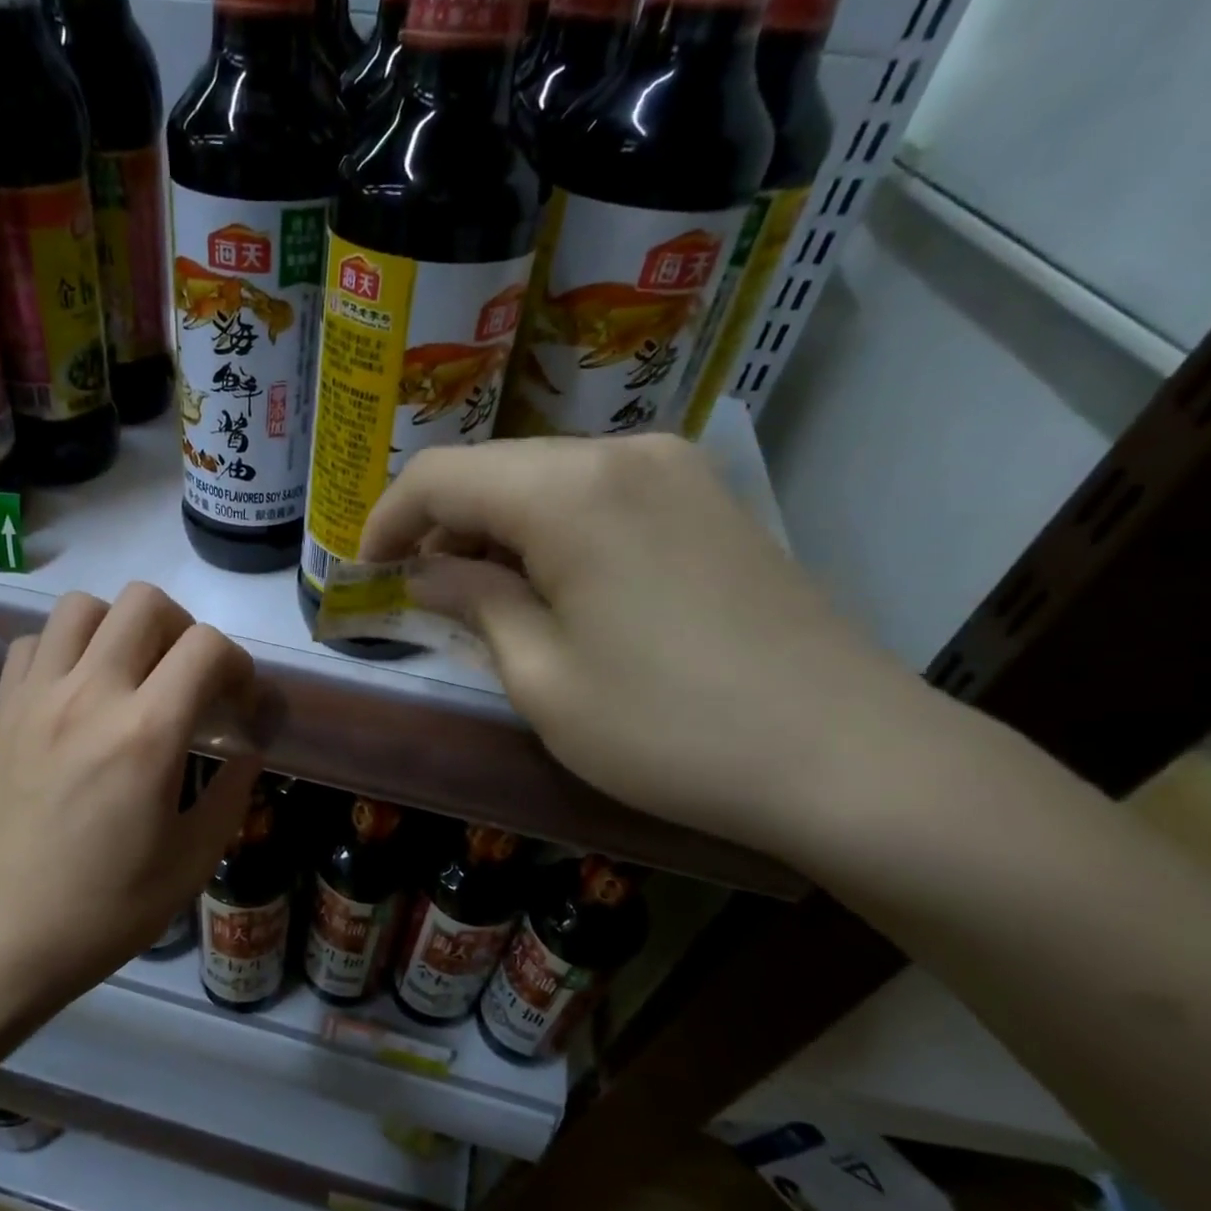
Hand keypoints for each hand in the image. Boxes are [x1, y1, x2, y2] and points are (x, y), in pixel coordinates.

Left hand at [0, 583, 261, 1065]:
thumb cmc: (102, 913)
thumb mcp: (190, 864)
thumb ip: (231, 796)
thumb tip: (247, 752)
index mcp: (146, 735)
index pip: (207, 647)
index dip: (239, 665)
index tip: (239, 705)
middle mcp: (89, 695)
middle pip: (145, 602)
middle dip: (185, 629)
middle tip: (189, 681)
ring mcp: (37, 697)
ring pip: (84, 606)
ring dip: (122, 627)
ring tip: (134, 674)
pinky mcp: (2, 710)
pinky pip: (35, 641)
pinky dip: (66, 647)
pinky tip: (79, 690)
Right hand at [359, 434, 937, 857]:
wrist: (847, 756)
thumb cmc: (667, 728)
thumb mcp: (541, 678)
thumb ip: (474, 604)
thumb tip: (427, 572)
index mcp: (570, 491)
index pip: (442, 475)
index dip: (387, 517)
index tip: (363, 569)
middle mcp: (623, 454)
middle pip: (495, 468)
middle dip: (440, 525)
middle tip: (416, 592)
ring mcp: (676, 471)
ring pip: (548, 479)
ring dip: (496, 529)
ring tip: (477, 596)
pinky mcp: (708, 502)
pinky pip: (600, 496)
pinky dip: (551, 531)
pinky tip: (548, 586)